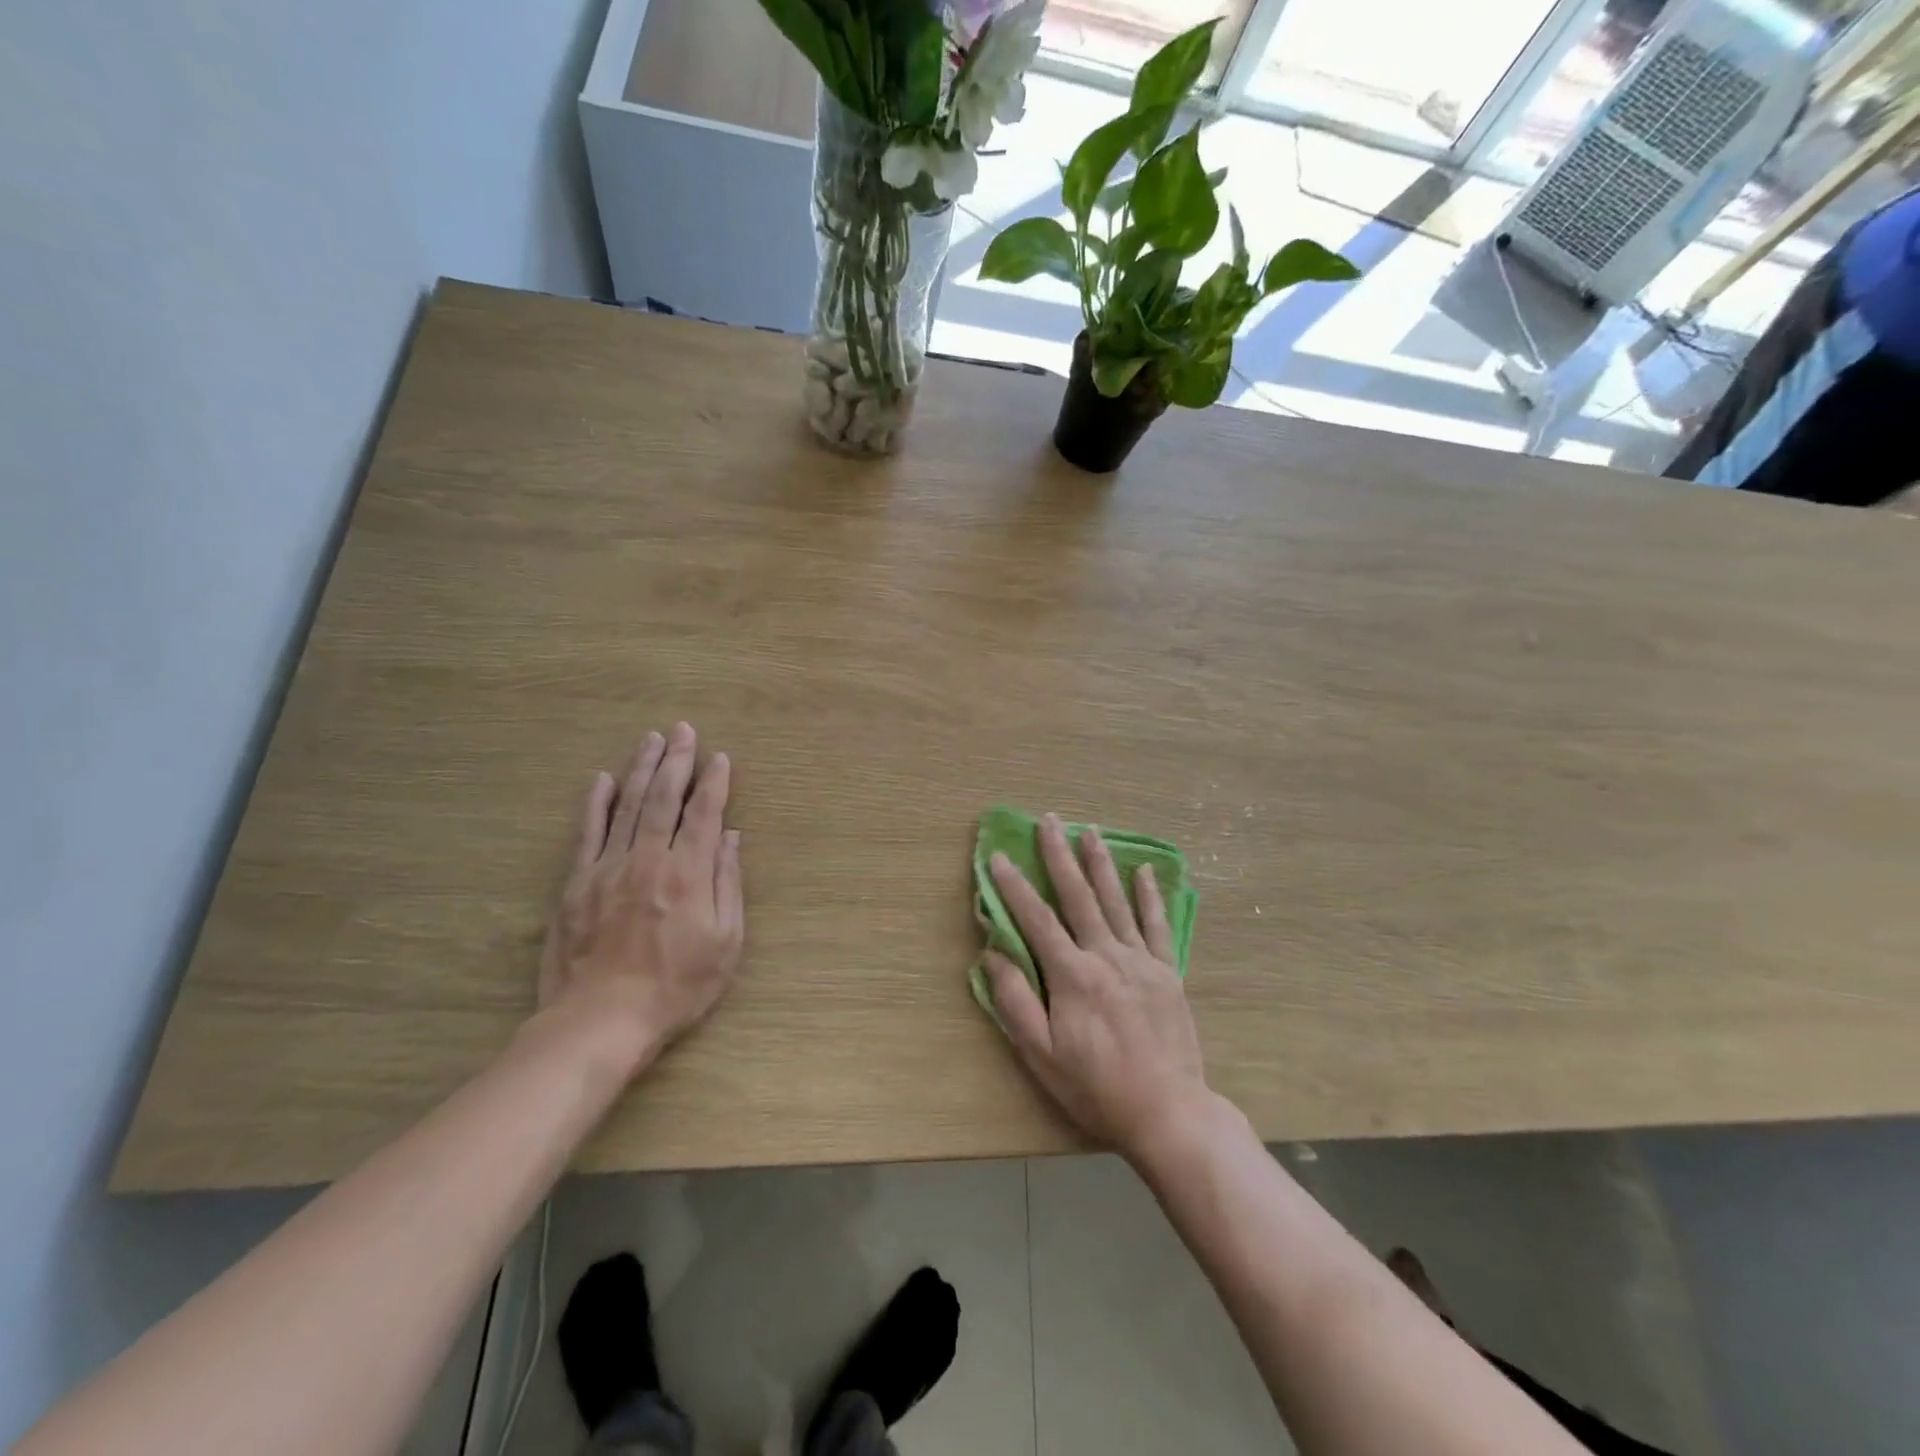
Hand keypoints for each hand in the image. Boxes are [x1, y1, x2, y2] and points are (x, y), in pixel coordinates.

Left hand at [538, 723, 744, 1068]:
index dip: (713, 782)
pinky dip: (595, 803)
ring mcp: (608, 867)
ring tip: (652, 739)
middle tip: (683, 730)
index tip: (719, 757)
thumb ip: (728, 884)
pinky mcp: (577, 883)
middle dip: (677, 761)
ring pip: (627, 806)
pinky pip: (587, 832)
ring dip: (641, 769)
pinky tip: (601, 779)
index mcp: (689, 873)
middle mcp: (649, 859)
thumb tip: (729, 837)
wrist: (601, 1020)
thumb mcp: (725, 942)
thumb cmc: (676, 987)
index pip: (703, 813)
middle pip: (664, 799)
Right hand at [982, 813, 1212, 1160]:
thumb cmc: (1096, 1087)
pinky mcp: (1167, 971)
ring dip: (1100, 863)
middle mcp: (1106, 956)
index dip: (1014, 886)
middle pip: (1078, 896)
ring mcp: (1141, 960)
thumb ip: (1015, 1001)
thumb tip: (993, 954)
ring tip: (1089, 830)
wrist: (1168, 1112)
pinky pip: (1156, 925)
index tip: (998, 856)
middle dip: (1059, 856)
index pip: (1036, 920)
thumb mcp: (1041, 1056)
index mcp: (1072, 975)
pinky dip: (1149, 896)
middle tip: (1048, 820)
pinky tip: (1143, 871)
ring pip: (1116, 901)